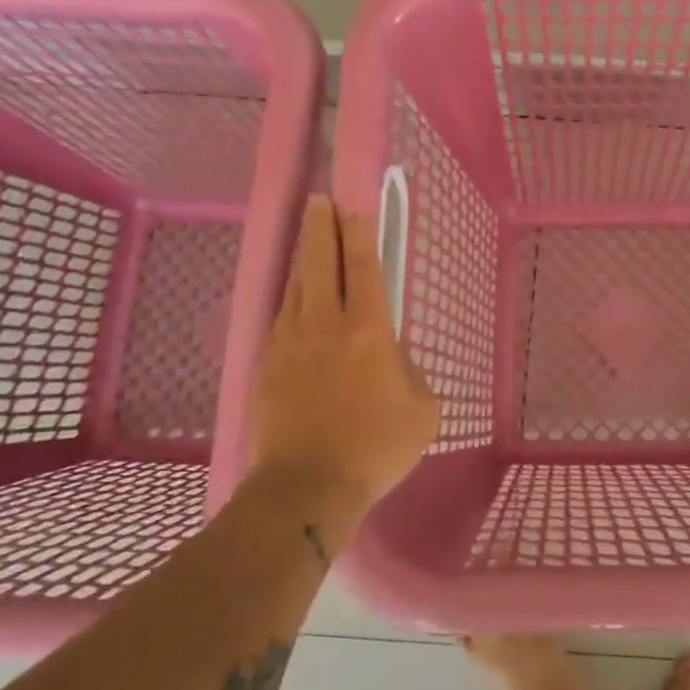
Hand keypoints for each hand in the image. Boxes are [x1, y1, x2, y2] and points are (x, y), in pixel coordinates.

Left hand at [250, 197, 439, 508]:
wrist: (307, 487)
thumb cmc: (376, 447)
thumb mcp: (422, 409)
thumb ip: (409, 370)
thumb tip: (389, 354)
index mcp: (367, 330)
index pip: (362, 267)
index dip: (358, 233)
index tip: (353, 206)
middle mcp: (325, 324)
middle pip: (319, 262)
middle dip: (321, 227)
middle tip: (320, 202)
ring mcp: (290, 342)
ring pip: (296, 286)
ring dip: (304, 257)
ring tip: (309, 238)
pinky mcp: (268, 365)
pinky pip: (282, 317)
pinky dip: (292, 297)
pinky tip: (296, 297)